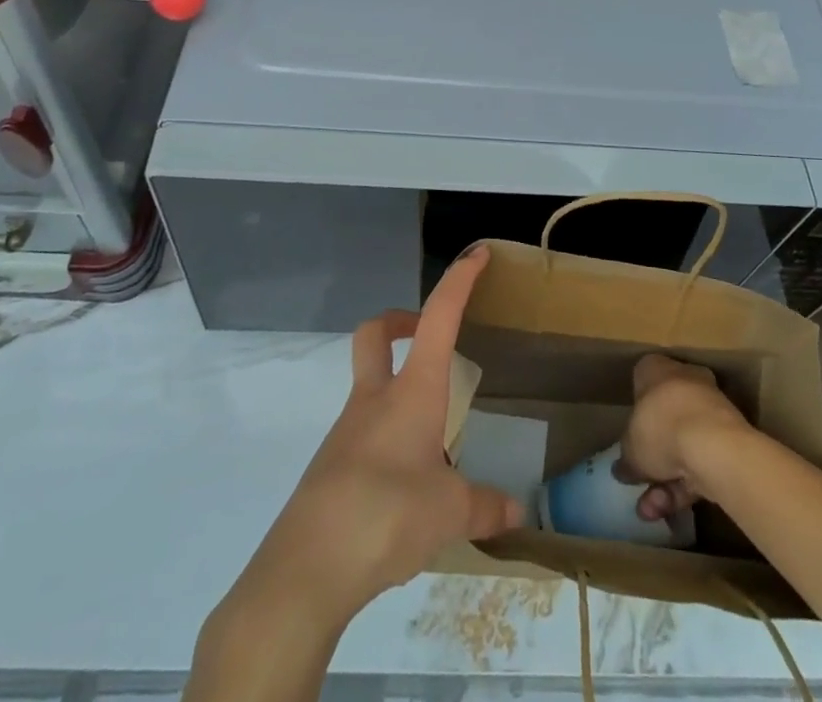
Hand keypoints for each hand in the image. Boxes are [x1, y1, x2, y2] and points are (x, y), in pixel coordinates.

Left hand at [237, 246, 525, 628]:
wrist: (306, 567)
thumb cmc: (386, 515)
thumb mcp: (449, 514)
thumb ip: (484, 508)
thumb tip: (515, 513)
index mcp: (412, 392)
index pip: (439, 318)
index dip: (458, 281)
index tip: (475, 254)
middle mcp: (375, 399)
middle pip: (375, 334)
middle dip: (399, 321)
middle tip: (426, 336)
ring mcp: (347, 431)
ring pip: (368, 385)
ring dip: (396, 388)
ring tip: (432, 434)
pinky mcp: (331, 466)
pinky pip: (361, 434)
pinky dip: (385, 437)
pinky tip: (405, 481)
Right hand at [616, 353, 753, 521]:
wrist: (713, 446)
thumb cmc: (660, 428)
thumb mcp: (630, 448)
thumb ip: (627, 458)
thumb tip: (623, 469)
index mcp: (657, 369)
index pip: (643, 379)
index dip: (636, 408)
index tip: (631, 434)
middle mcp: (685, 381)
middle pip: (666, 417)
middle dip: (653, 456)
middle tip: (640, 481)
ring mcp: (710, 409)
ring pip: (684, 444)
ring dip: (666, 480)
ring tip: (651, 510)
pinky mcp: (730, 439)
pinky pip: (701, 460)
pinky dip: (686, 486)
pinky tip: (669, 510)